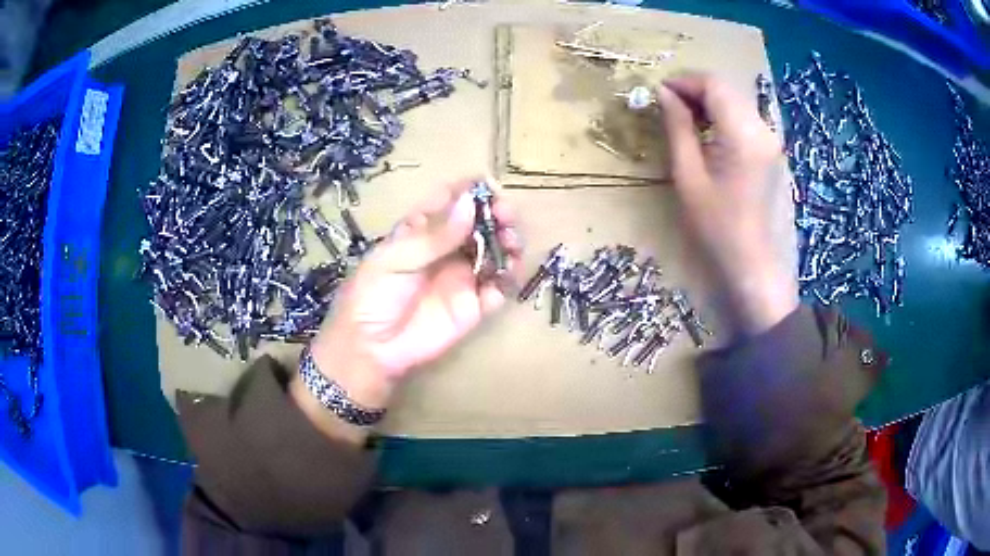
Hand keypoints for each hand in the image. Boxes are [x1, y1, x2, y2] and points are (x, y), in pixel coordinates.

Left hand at [302, 181, 521, 418]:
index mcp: (422, 230)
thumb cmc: (373, 296)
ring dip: (508, 243)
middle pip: (480, 224)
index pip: (450, 201)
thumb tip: (470, 203)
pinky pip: (499, 288)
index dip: (471, 191)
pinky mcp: (475, 306)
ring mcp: (462, 277)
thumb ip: (435, 235)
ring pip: (495, 252)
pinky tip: (506, 274)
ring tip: (510, 243)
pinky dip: (509, 278)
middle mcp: (446, 249)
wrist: (372, 349)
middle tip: (506, 216)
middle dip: (497, 215)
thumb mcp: (396, 259)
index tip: (489, 185)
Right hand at [656, 73, 797, 334]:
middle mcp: (763, 129)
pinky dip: (722, 116)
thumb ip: (678, 127)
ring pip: (735, 101)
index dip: (684, 81)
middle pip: (726, 89)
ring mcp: (770, 140)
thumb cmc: (716, 226)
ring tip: (683, 118)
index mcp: (743, 134)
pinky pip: (743, 118)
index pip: (713, 85)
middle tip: (668, 105)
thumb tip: (664, 94)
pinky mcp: (770, 150)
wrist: (751, 263)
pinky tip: (707, 132)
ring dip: (708, 101)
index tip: (659, 92)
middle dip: (695, 89)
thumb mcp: (688, 175)